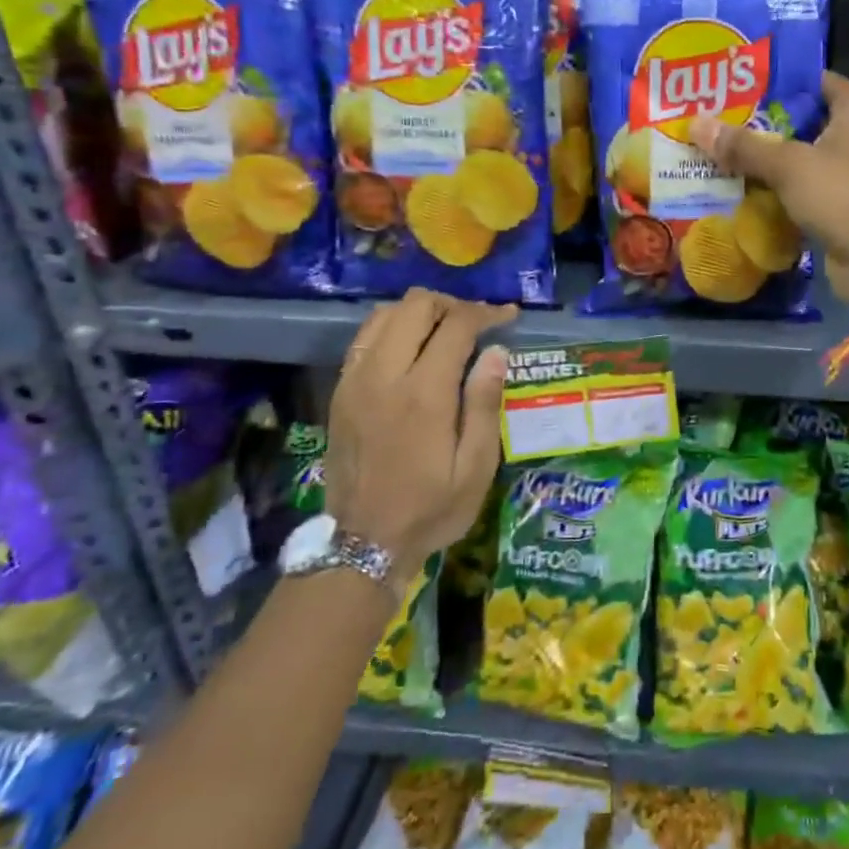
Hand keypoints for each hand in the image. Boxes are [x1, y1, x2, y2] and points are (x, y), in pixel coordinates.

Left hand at [327, 289, 514, 578]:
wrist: (362, 543)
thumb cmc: (431, 508)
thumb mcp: (475, 467)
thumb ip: (485, 405)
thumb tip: (496, 352)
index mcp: (424, 393)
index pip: (456, 325)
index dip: (486, 313)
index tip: (508, 316)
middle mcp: (385, 375)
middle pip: (415, 306)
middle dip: (452, 305)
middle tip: (477, 323)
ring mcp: (355, 380)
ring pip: (384, 315)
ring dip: (418, 312)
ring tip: (445, 330)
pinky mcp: (340, 392)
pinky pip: (364, 339)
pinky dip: (391, 328)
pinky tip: (411, 348)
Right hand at [691, 71, 848, 321]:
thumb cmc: (843, 196)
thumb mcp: (789, 165)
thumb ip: (743, 145)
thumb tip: (694, 123)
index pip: (809, 80)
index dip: (770, 83)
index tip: (727, 87)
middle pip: (800, 119)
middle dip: (757, 125)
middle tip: (711, 121)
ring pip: (797, 156)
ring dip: (762, 160)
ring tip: (714, 152)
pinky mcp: (841, 203)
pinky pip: (800, 187)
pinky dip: (774, 188)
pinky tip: (736, 188)